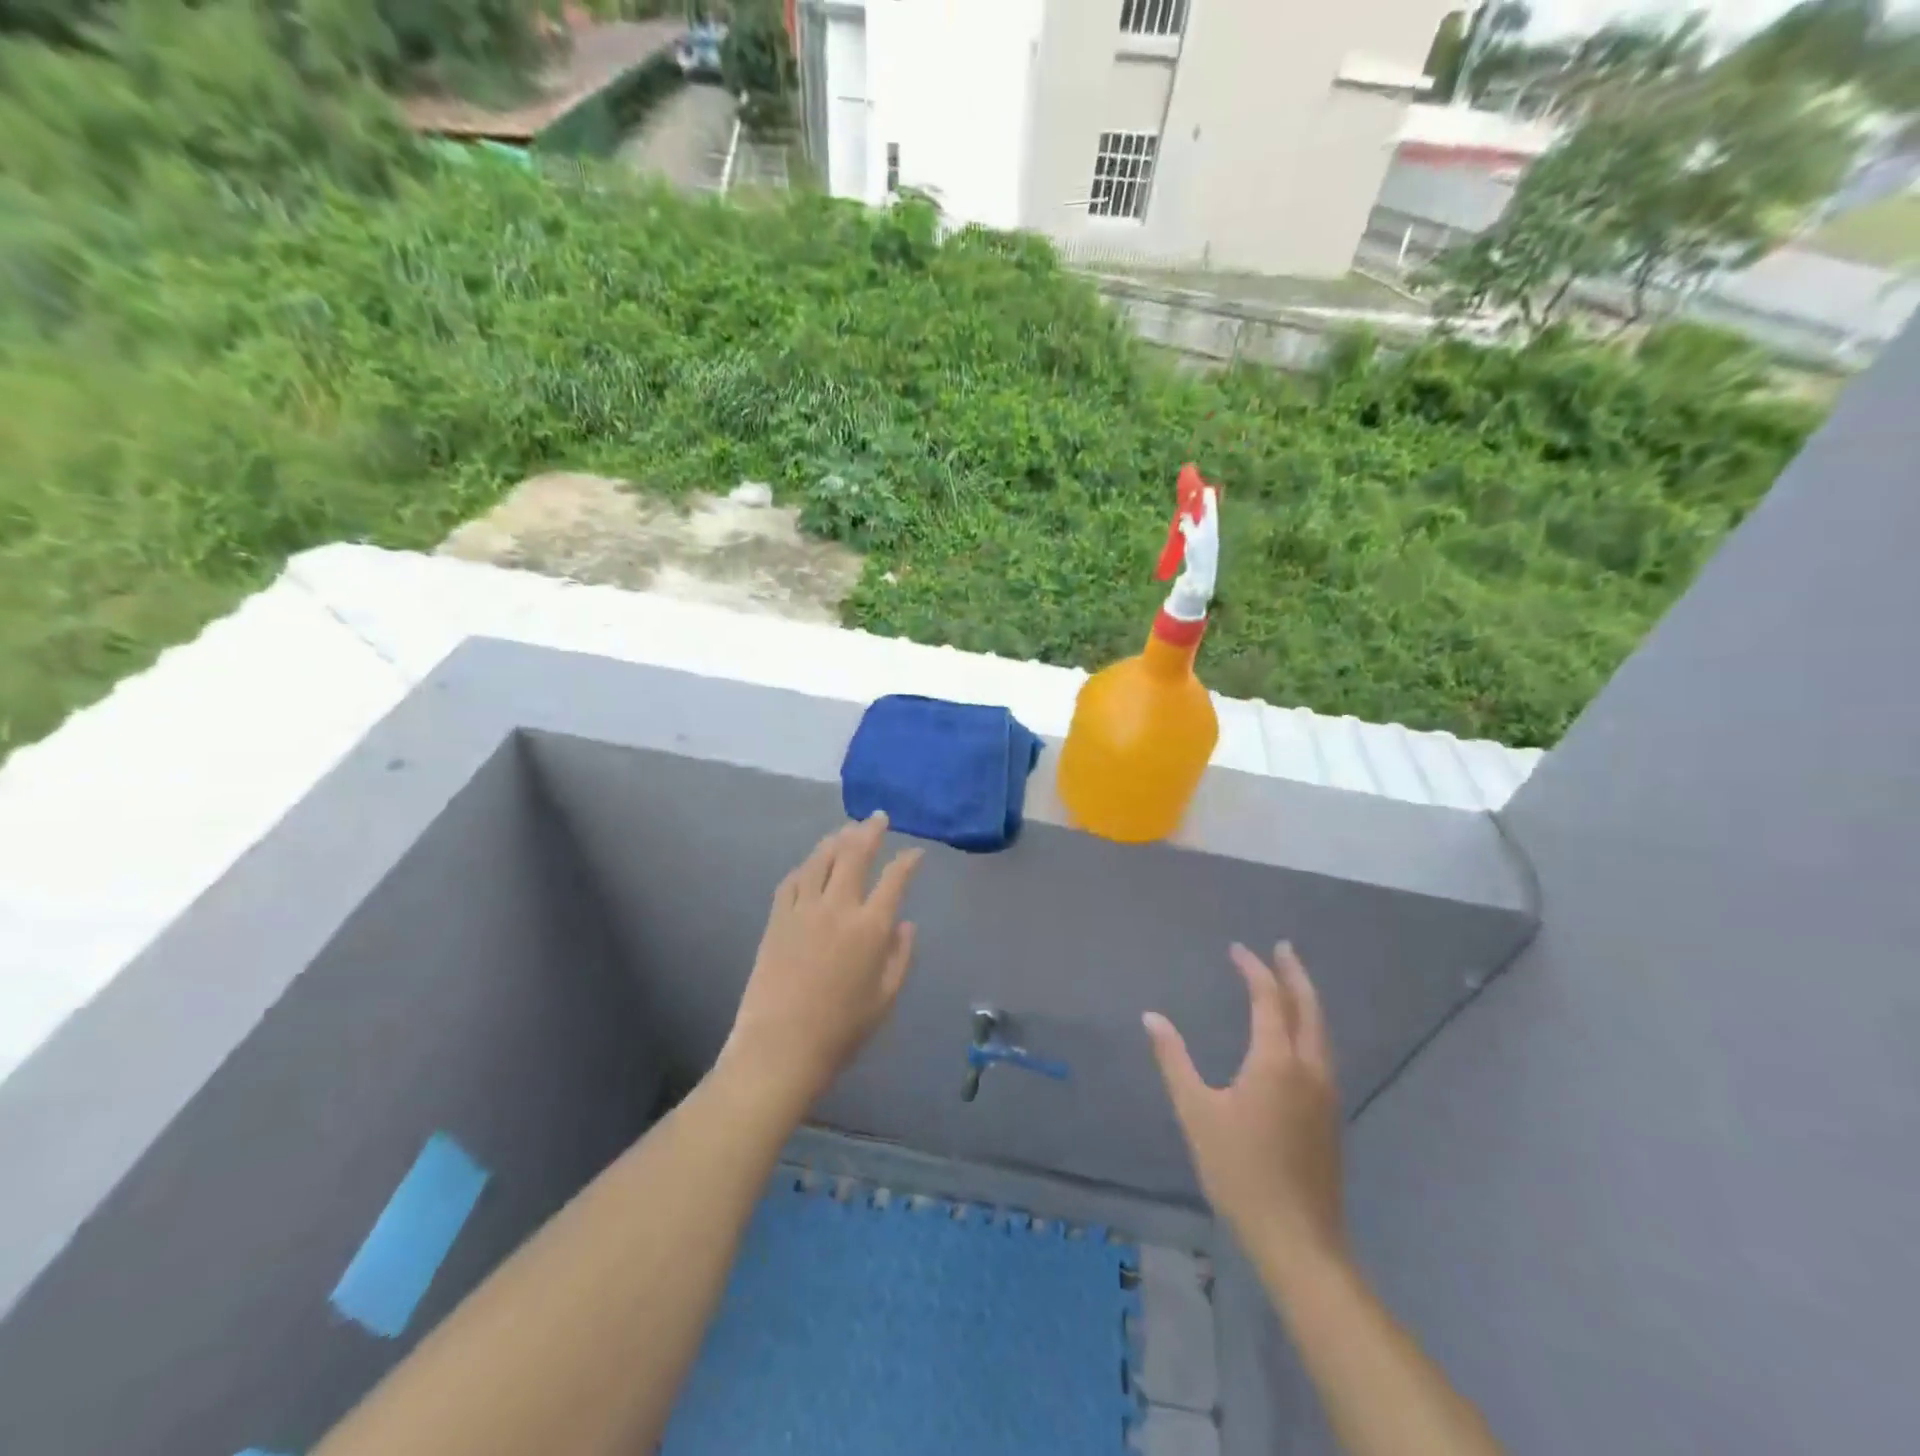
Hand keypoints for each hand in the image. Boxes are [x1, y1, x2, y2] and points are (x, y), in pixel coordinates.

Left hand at [720, 812, 924, 1111]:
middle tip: (878, 818)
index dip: (907, 861)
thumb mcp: (885, 998)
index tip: (915, 852)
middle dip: (869, 831)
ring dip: (836, 839)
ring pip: (821, 860)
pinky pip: (793, 881)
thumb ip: (900, 957)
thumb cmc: (841, 1030)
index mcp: (870, 928)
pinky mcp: (777, 919)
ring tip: (846, 830)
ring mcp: (803, 910)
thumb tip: (904, 924)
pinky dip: (807, 866)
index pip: (894, 880)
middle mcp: (838, 908)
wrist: (780, 1048)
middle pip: (854, 855)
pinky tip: (812, 863)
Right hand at [1145, 942, 1344, 1275]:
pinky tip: (1297, 1033)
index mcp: (1276, 1061)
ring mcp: (1326, 1092)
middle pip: (1308, 1007)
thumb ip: (1174, 1060)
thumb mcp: (1196, 1112)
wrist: (1298, 1239)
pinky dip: (1310, 1024)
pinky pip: (1323, 1050)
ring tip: (1289, 980)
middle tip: (1281, 947)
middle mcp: (1309, 1067)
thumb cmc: (1239, 1172)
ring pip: (1322, 1030)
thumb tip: (1151, 1017)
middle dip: (1294, 974)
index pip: (1268, 999)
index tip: (1236, 949)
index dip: (1253, 970)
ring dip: (1306, 998)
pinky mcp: (1331, 1113)